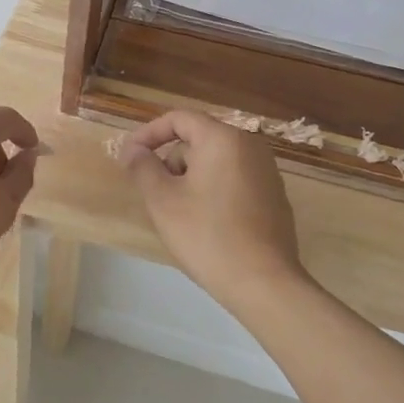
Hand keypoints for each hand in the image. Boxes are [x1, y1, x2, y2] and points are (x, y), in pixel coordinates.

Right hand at [121, 110, 305, 309]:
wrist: (263, 283)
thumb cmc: (207, 235)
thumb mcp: (162, 200)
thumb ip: (142, 166)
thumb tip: (132, 149)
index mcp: (223, 139)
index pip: (179, 118)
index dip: (148, 134)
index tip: (129, 158)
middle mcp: (250, 146)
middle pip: (198, 139)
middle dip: (171, 161)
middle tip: (155, 194)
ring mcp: (267, 172)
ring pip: (215, 161)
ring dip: (190, 178)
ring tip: (179, 214)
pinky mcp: (274, 197)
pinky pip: (233, 180)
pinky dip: (213, 190)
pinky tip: (206, 224)